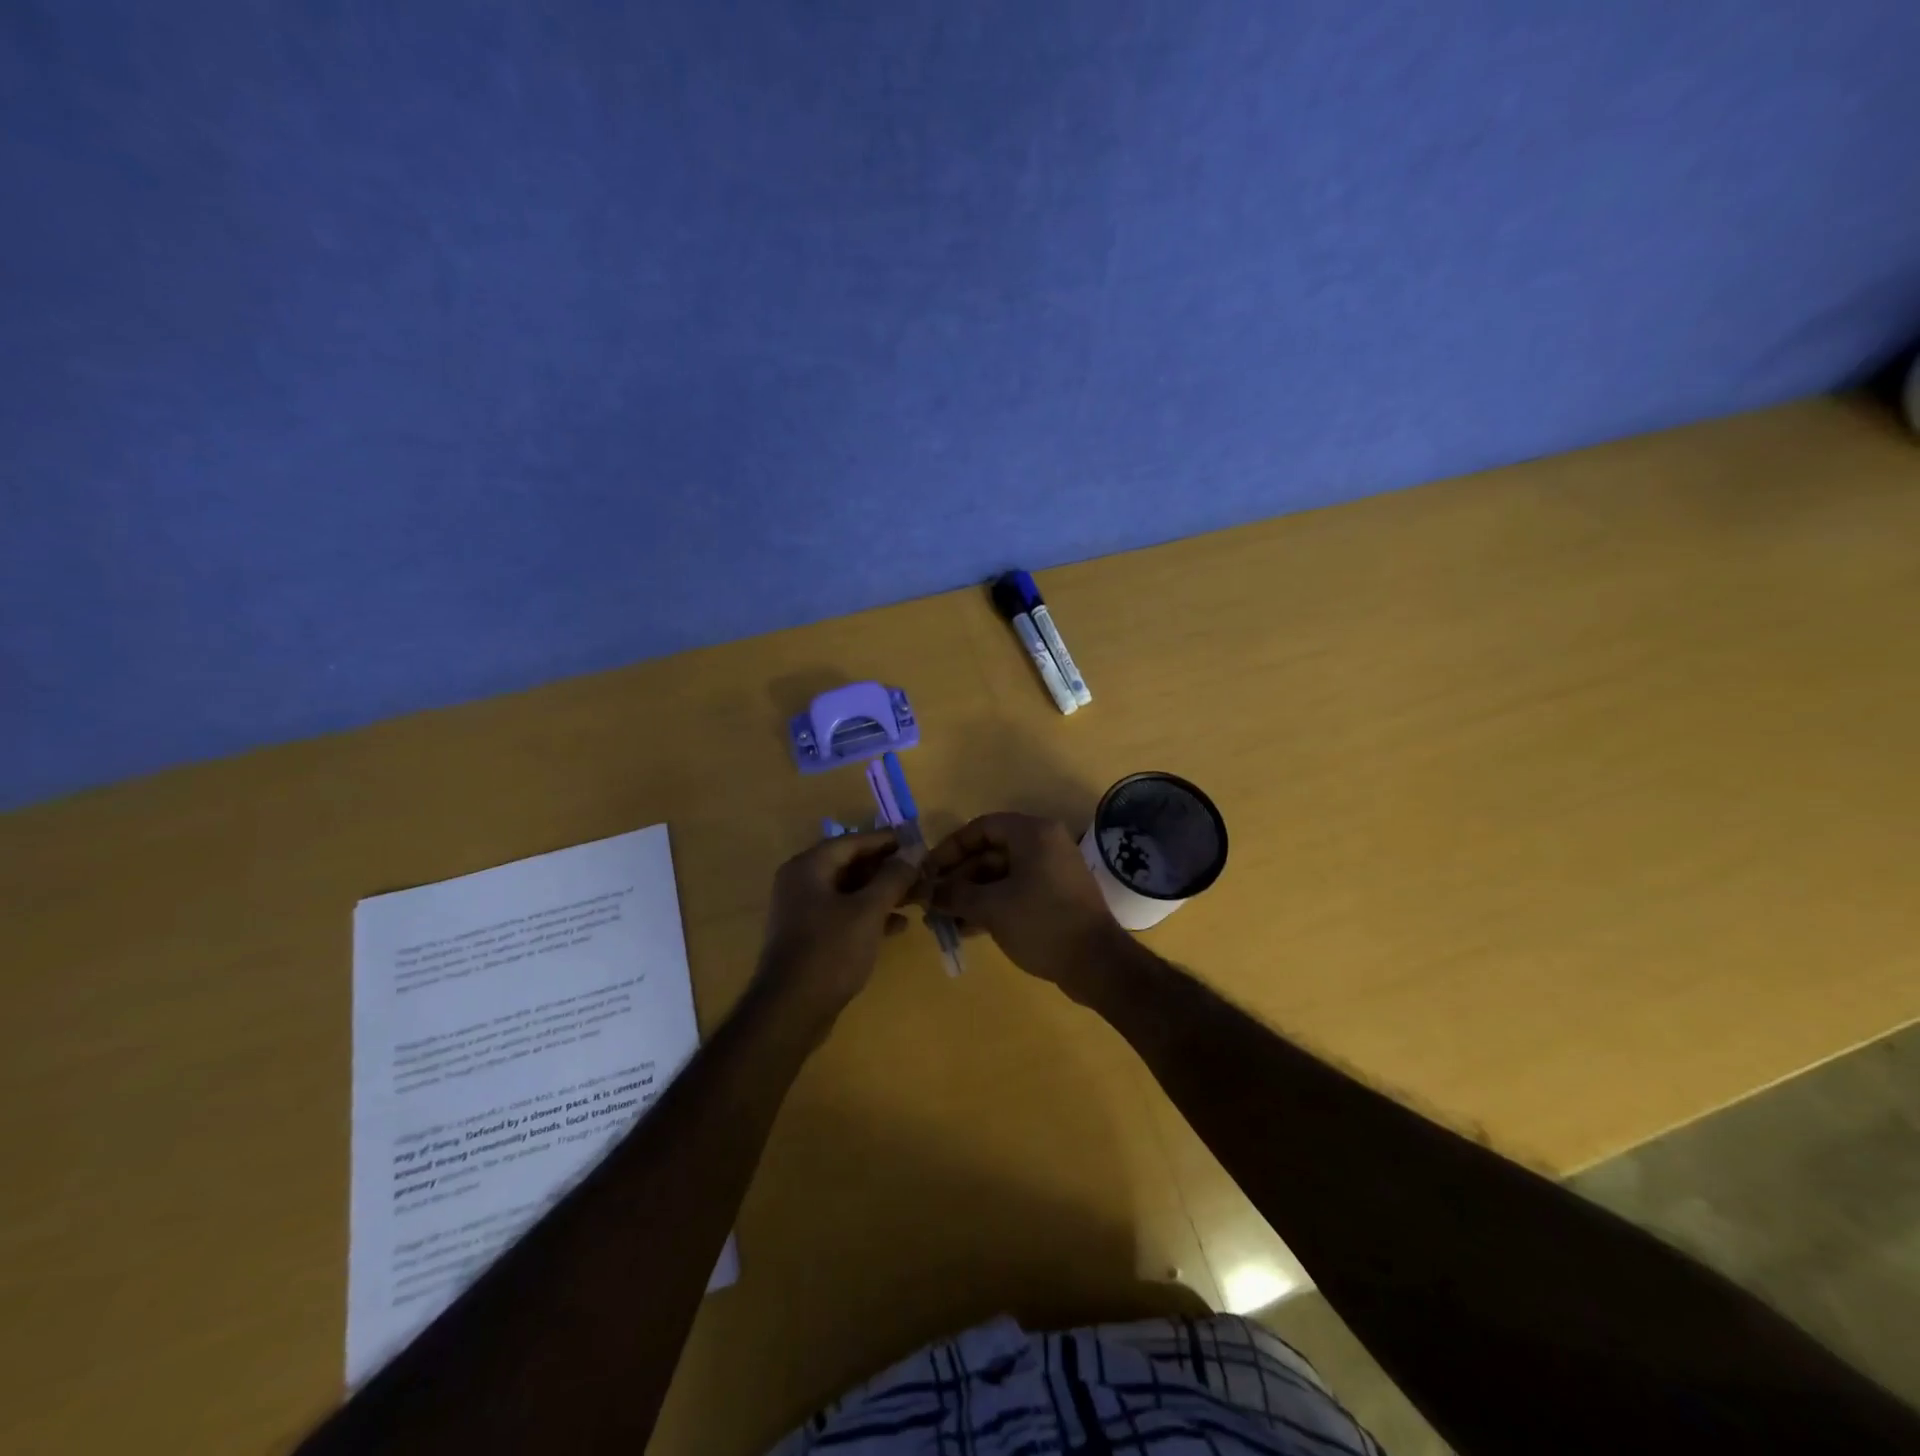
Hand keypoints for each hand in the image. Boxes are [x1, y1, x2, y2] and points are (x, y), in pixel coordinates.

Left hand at [753, 831, 918, 1029]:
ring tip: (917, 898)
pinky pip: (844, 914)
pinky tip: (898, 926)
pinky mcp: (810, 936)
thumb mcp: (868, 910)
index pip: (853, 841)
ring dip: (882, 893)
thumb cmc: (830, 951)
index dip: (887, 841)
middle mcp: (801, 882)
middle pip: (851, 864)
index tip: (919, 843)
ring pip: (850, 891)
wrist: (791, 1011)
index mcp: (809, 867)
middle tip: (922, 873)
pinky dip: (869, 915)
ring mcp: (803, 911)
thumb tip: (915, 848)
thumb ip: (893, 877)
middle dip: (887, 869)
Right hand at [920, 813, 1132, 1000]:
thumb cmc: (1042, 923)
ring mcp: (1052, 871)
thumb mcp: (991, 908)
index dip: (950, 848)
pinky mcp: (1056, 896)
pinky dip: (992, 905)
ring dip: (972, 895)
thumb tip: (926, 893)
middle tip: (932, 901)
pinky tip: (967, 928)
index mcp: (1032, 833)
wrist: (1098, 964)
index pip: (981, 828)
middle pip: (990, 852)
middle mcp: (1044, 844)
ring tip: (943, 920)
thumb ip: (955, 895)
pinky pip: (1016, 891)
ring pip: (1001, 875)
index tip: (928, 872)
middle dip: (959, 878)